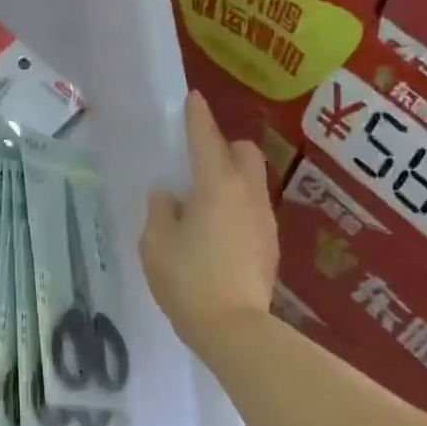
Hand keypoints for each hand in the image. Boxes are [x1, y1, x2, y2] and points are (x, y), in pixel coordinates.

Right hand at [141, 92, 277, 348]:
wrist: (233, 327)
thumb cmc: (187, 280)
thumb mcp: (156, 245)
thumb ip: (159, 212)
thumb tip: (168, 195)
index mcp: (215, 186)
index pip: (206, 139)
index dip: (197, 117)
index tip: (193, 99)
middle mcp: (246, 194)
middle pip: (244, 152)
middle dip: (224, 147)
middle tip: (198, 166)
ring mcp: (264, 219)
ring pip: (252, 182)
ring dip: (231, 181)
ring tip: (205, 206)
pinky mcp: (270, 244)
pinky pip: (253, 211)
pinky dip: (237, 209)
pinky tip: (219, 235)